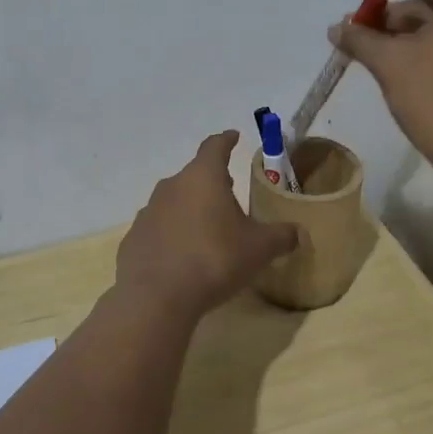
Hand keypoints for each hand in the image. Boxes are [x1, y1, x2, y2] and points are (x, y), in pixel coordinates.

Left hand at [116, 131, 300, 319]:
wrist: (156, 297)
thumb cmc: (214, 260)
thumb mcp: (259, 249)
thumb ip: (281, 236)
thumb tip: (298, 232)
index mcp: (203, 177)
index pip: (215, 146)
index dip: (226, 141)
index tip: (233, 137)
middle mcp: (172, 186)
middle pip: (195, 175)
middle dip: (212, 182)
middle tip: (230, 193)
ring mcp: (148, 211)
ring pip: (175, 201)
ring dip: (191, 209)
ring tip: (207, 229)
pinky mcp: (134, 238)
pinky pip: (158, 229)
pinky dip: (172, 235)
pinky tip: (182, 257)